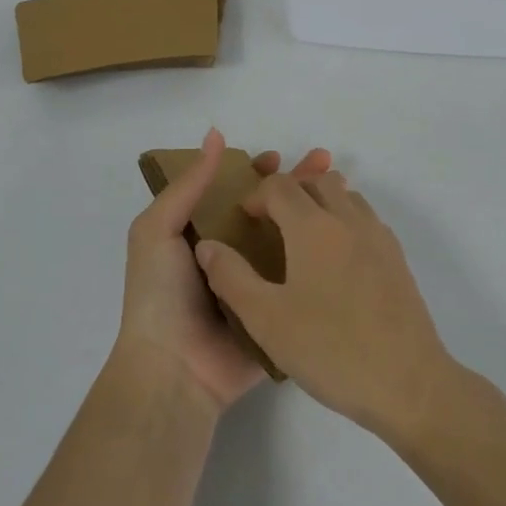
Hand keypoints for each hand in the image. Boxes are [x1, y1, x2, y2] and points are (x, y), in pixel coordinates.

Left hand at [117, 129, 331, 411]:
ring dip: (313, 215)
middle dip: (294, 185)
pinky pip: (302, 280)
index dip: (255, 172)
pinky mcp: (278, 310)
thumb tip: (216, 135)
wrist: (175, 370)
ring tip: (343, 192)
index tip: (278, 157)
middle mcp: (231, 254)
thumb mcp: (157, 230)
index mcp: (200, 233)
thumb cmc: (160, 295)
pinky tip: (348, 238)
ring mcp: (257, 283)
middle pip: (268, 210)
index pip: (233, 191)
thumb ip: (187, 185)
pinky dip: (323, 258)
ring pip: (290, 240)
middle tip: (326, 163)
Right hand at [194, 168, 451, 439]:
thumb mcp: (266, 320)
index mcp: (314, 227)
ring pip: (346, 196)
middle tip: (272, 223)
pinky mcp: (397, 259)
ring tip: (302, 240)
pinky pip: (366, 219)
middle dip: (290, 191)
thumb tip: (207, 245)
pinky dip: (345, 221)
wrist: (409, 382)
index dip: (257, 195)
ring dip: (320, 202)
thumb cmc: (331, 350)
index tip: (245, 220)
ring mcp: (379, 237)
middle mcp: (349, 220)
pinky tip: (336, 262)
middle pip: (318, 181)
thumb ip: (231, 277)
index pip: (280, 186)